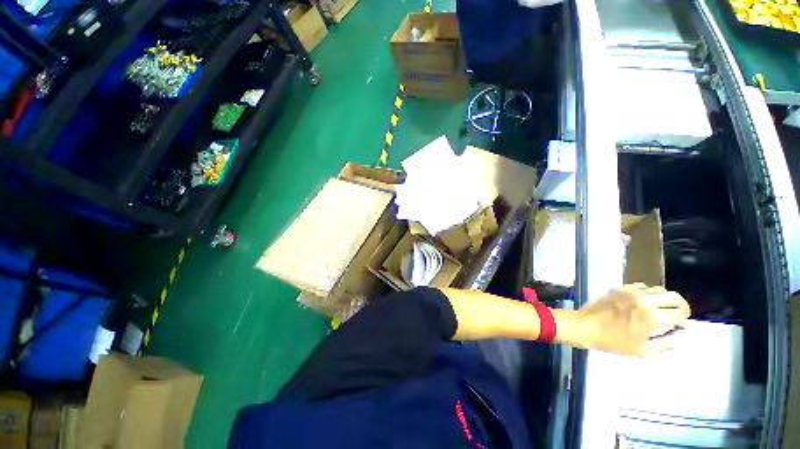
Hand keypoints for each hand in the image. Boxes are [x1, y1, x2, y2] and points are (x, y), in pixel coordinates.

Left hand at [557, 284, 690, 355]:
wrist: (585, 326)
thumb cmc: (614, 342)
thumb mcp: (643, 350)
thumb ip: (667, 343)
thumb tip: (681, 334)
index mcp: (652, 317)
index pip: (680, 314)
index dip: (684, 321)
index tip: (682, 326)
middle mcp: (644, 300)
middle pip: (673, 296)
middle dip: (681, 306)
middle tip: (679, 315)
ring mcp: (630, 292)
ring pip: (658, 289)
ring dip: (665, 298)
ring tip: (663, 308)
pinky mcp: (619, 288)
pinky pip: (641, 286)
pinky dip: (648, 293)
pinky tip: (644, 302)